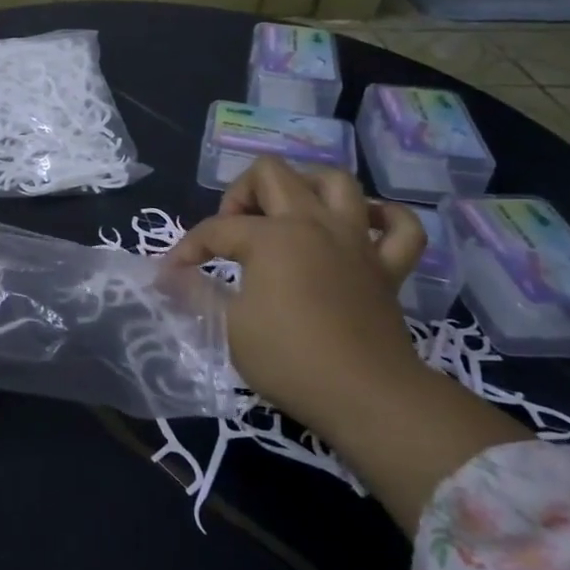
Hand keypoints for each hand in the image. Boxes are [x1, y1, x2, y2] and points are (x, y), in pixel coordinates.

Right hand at [170, 157, 529, 533]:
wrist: (366, 396)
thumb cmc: (289, 359)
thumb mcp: (228, 327)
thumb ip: (197, 292)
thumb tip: (168, 277)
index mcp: (271, 237)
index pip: (217, 228)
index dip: (188, 248)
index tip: (173, 274)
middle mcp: (314, 224)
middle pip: (273, 174)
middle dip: (241, 193)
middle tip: (233, 230)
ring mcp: (356, 241)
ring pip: (337, 182)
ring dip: (307, 186)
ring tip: (288, 212)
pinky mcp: (387, 267)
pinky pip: (402, 227)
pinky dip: (386, 217)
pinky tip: (363, 225)